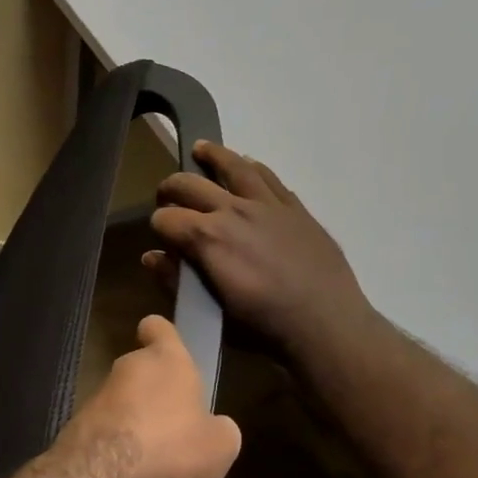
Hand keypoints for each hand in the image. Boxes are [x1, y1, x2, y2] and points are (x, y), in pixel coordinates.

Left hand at [57, 314, 241, 477]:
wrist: (104, 477)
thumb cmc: (173, 448)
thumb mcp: (221, 446)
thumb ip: (219, 428)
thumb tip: (215, 427)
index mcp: (166, 360)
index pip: (158, 327)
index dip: (162, 335)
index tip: (166, 348)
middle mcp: (128, 368)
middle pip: (141, 369)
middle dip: (154, 392)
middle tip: (175, 424)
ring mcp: (97, 395)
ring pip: (121, 401)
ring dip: (135, 421)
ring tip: (155, 457)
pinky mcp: (76, 425)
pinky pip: (105, 429)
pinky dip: (116, 444)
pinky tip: (131, 472)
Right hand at [145, 142, 381, 370]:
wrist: (325, 325)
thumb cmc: (261, 326)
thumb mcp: (210, 310)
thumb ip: (176, 279)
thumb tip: (152, 256)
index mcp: (206, 237)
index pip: (165, 218)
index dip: (157, 226)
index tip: (161, 237)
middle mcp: (232, 210)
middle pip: (189, 184)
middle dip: (170, 188)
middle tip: (166, 197)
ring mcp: (266, 205)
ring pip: (233, 166)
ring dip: (212, 156)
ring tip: (201, 150)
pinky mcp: (294, 208)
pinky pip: (268, 177)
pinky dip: (251, 168)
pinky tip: (247, 167)